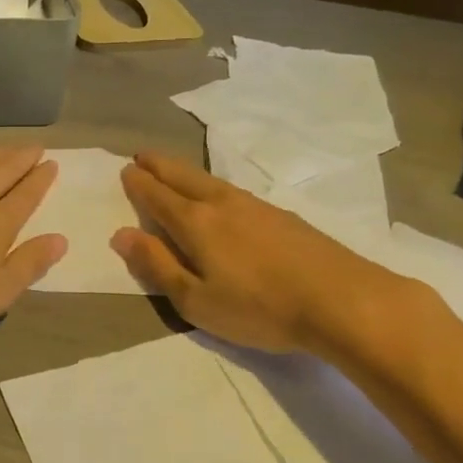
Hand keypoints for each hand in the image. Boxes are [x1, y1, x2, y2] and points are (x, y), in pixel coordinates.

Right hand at [111, 151, 424, 362]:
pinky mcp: (281, 216)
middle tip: (142, 155)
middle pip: (183, 177)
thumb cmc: (259, 307)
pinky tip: (219, 195)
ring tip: (173, 170)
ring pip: (209, 180)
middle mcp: (221, 204)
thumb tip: (121, 234)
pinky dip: (212, 184)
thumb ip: (157, 265)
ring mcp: (255, 206)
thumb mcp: (196, 299)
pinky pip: (233, 190)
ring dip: (185, 171)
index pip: (157, 196)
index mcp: (195, 223)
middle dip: (159, 165)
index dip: (138, 183)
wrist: (341, 300)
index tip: (125, 170)